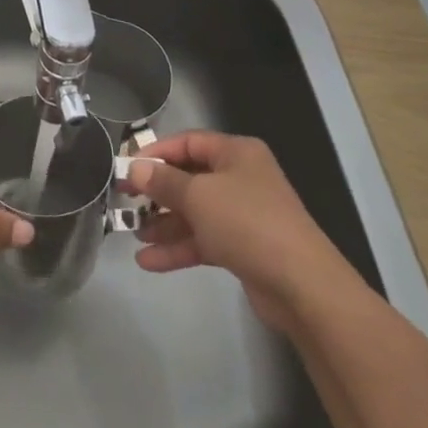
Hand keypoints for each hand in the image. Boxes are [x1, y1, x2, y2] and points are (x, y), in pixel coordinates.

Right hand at [123, 131, 339, 331]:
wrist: (302, 285)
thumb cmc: (247, 223)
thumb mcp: (198, 196)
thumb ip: (163, 181)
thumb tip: (135, 168)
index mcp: (236, 153)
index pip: (188, 142)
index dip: (156, 153)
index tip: (127, 167)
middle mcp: (241, 178)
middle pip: (190, 177)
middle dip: (157, 192)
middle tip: (124, 201)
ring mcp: (244, 214)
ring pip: (195, 212)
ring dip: (164, 224)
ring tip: (133, 235)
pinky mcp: (243, 248)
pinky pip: (204, 240)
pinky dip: (178, 248)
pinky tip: (148, 261)